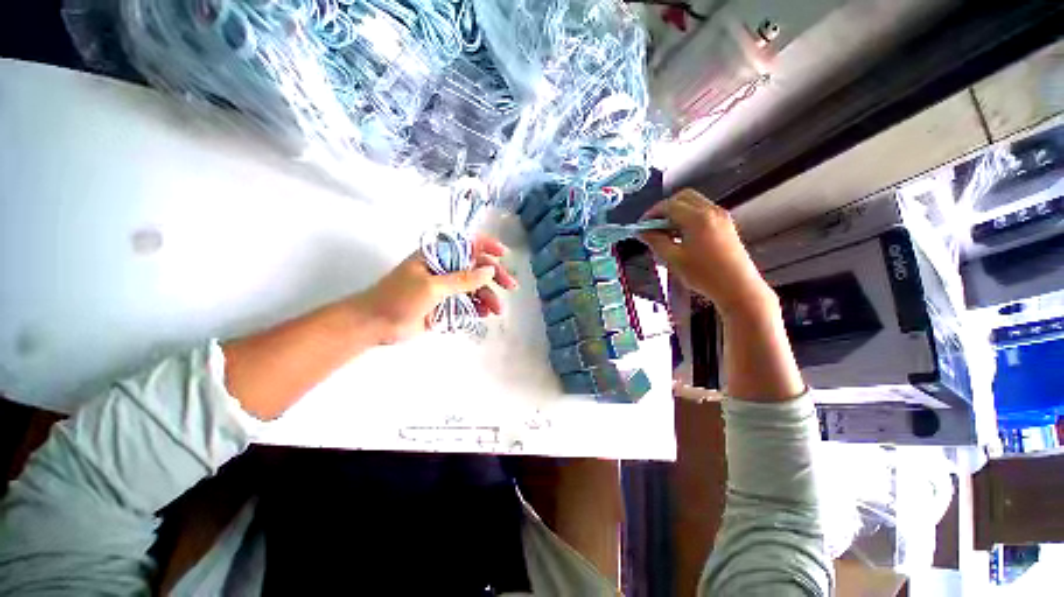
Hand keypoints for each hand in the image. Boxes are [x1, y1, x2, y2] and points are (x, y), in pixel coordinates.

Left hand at [351, 234, 518, 344]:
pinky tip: (485, 314)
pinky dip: (478, 308)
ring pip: (475, 288)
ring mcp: (446, 288)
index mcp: (438, 256)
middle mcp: (445, 269)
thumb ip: (462, 279)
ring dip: (488, 297)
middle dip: (495, 276)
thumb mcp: (432, 286)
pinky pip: (468, 303)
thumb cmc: (399, 297)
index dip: (487, 246)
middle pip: (477, 267)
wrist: (376, 324)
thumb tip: (489, 270)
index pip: (467, 244)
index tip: (504, 254)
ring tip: (496, 310)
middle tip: (511, 286)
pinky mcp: (446, 305)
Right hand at [639, 189, 775, 315]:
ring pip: (693, 203)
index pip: (668, 205)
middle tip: (653, 225)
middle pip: (682, 197)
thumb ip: (656, 241)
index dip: (651, 214)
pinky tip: (682, 236)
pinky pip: (703, 212)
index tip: (642, 225)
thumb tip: (644, 232)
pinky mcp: (726, 225)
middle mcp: (711, 212)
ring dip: (677, 212)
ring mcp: (721, 217)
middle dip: (664, 208)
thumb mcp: (673, 259)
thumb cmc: (706, 275)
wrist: (738, 288)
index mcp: (697, 218)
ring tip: (666, 233)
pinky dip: (689, 217)